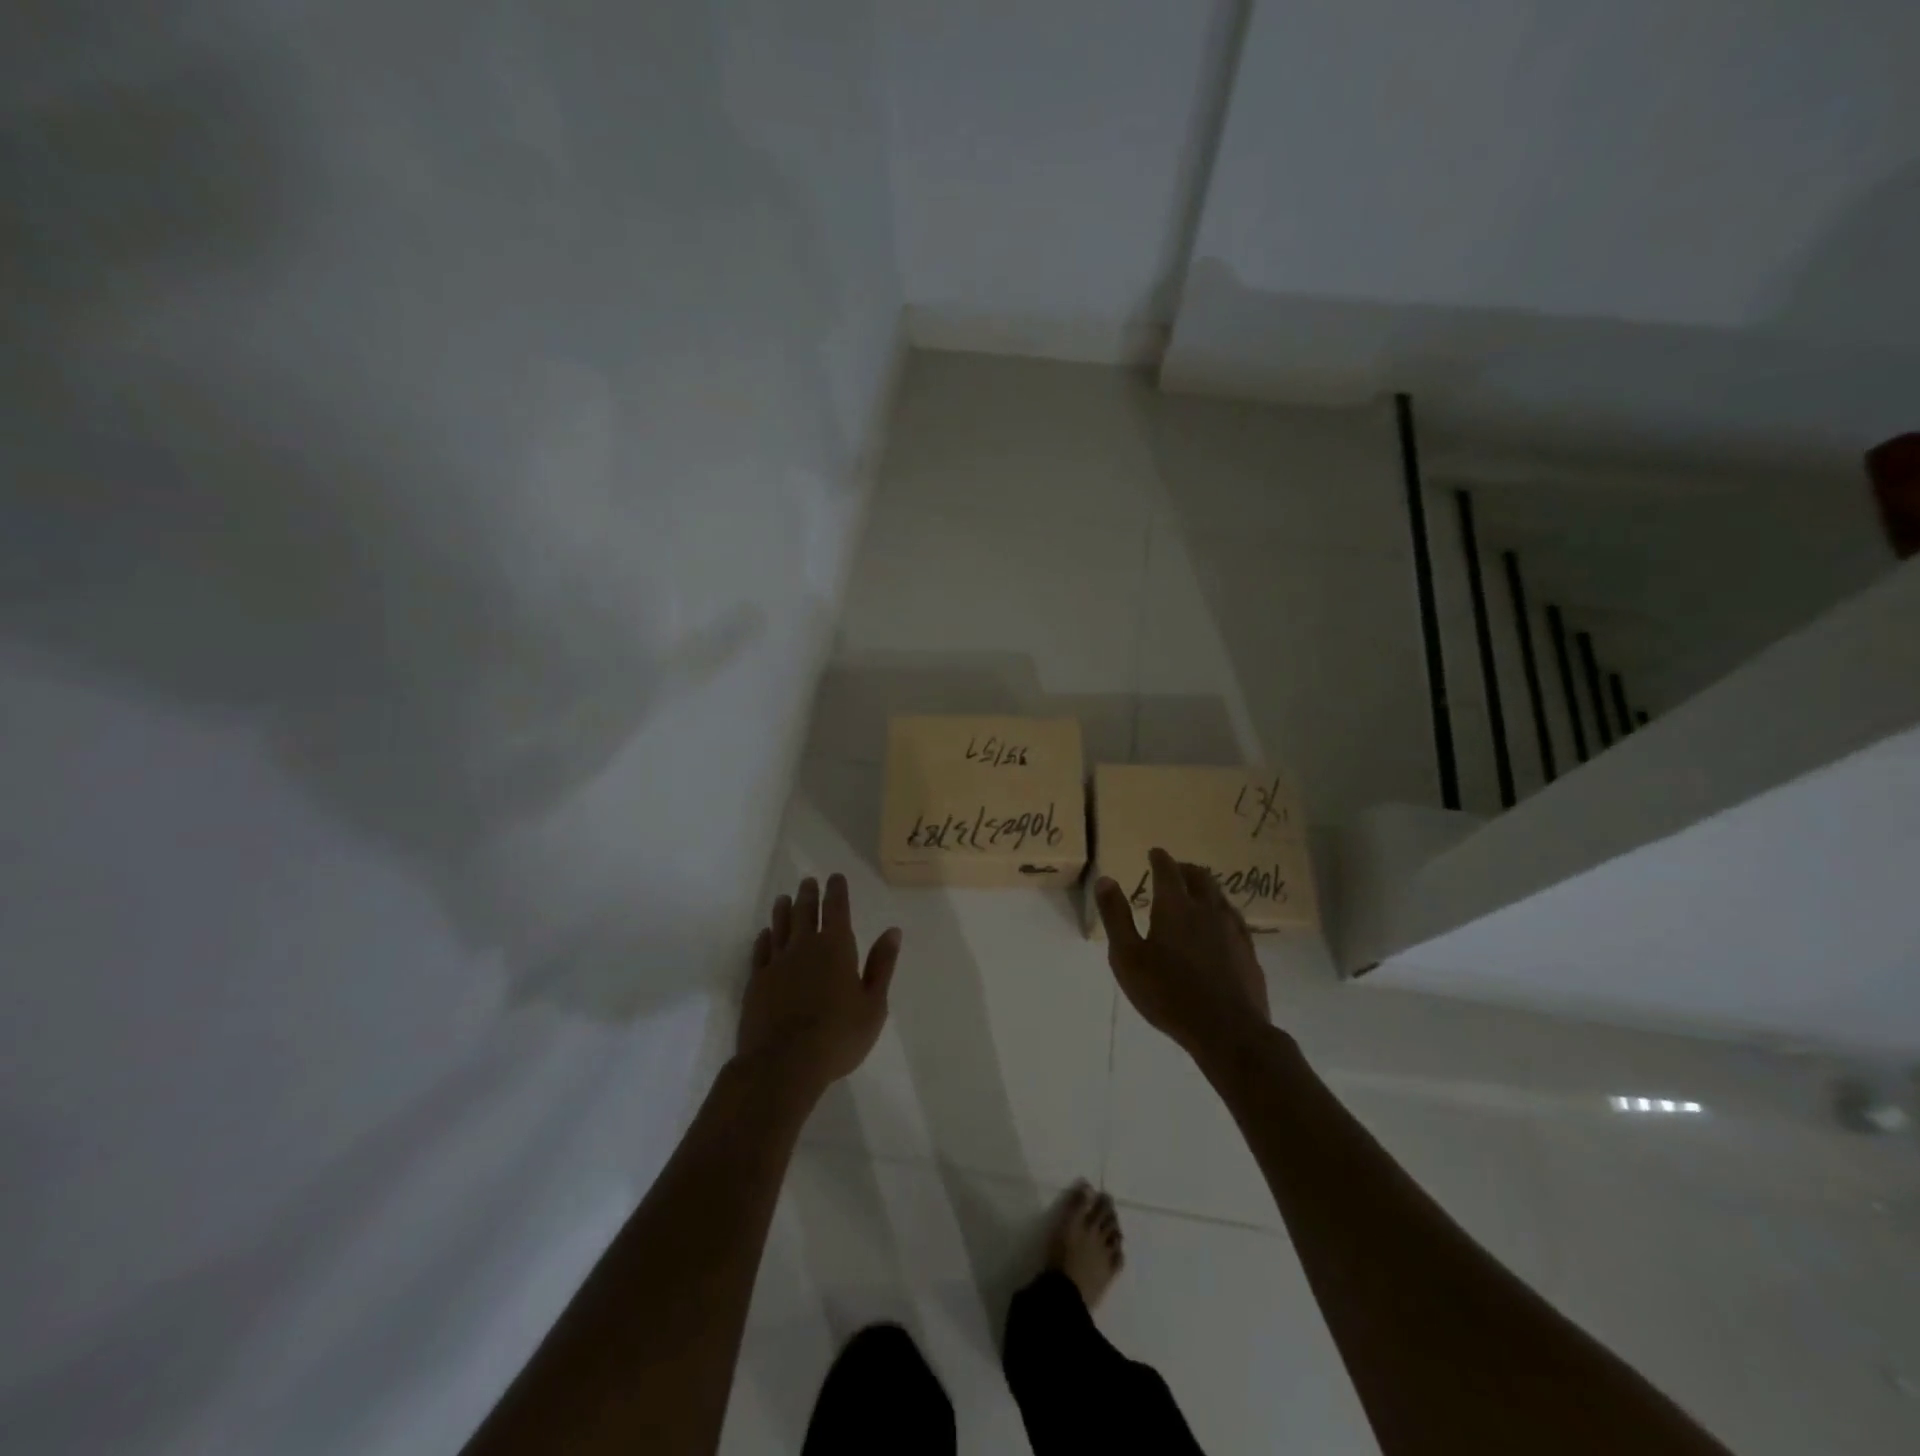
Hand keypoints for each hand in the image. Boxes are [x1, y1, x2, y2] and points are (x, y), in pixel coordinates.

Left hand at [737, 873, 901, 1101]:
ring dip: (783, 910)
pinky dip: (763, 938)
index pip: (837, 909)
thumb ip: (881, 965)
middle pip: (805, 912)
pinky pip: (760, 951)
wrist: (783, 1064)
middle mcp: (805, 947)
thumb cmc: (838, 1036)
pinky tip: (764, 934)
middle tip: (808, 881)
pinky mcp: (757, 982)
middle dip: (809, 895)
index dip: (836, 891)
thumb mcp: (873, 1004)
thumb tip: (892, 931)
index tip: (834, 877)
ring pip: (780, 927)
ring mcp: (777, 963)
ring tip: (784, 898)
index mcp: (836, 948)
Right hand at [1094, 848, 1271, 1063]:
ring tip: (1196, 895)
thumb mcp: (1127, 957)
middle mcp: (1207, 909)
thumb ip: (1116, 917)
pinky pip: (1234, 918)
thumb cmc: (1168, 993)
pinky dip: (1221, 911)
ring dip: (1205, 888)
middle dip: (1185, 869)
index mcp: (1176, 906)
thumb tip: (1106, 880)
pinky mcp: (1248, 951)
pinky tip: (1219, 926)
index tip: (1155, 853)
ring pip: (1220, 896)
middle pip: (1200, 877)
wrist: (1228, 1030)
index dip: (1160, 859)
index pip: (1168, 870)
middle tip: (1175, 870)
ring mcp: (1233, 929)